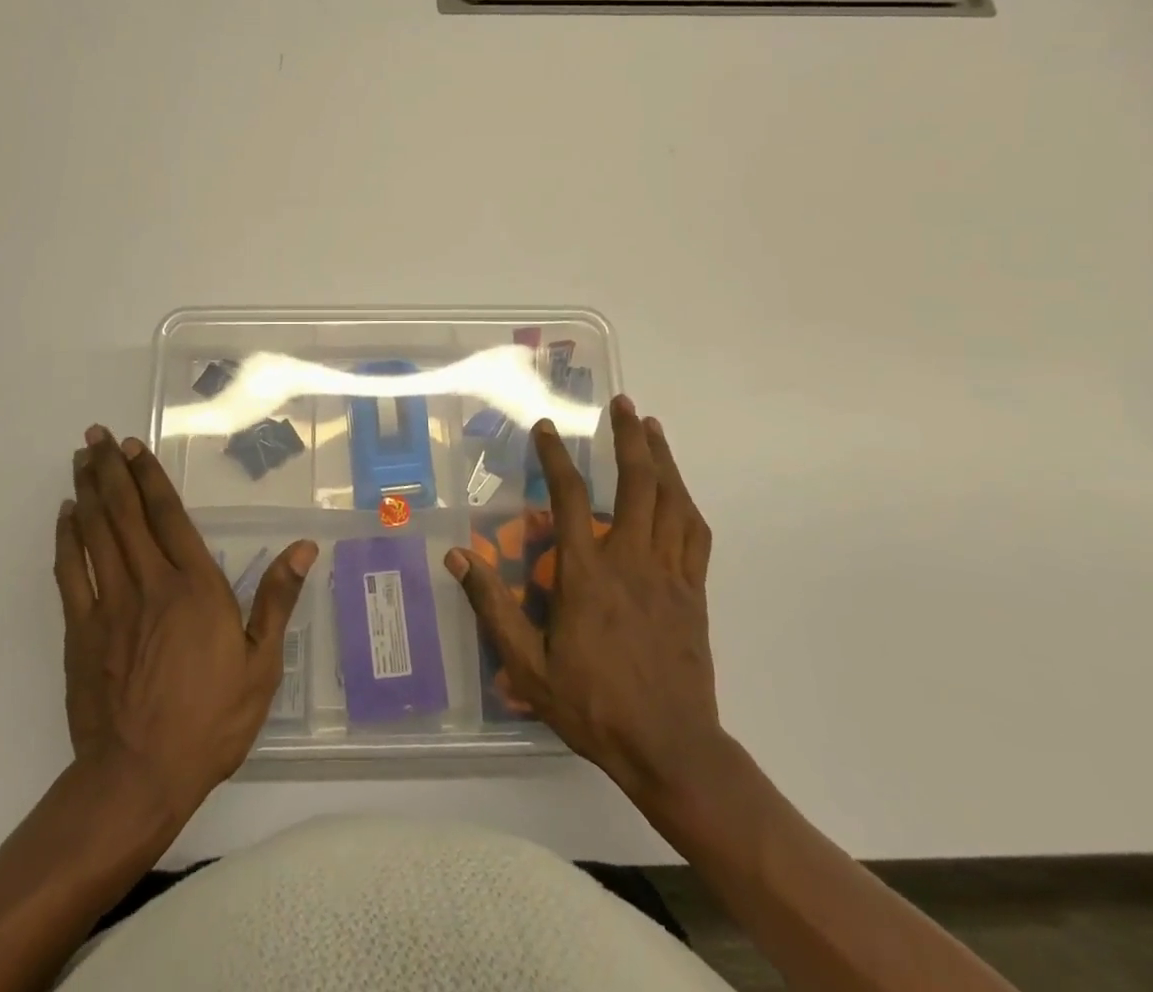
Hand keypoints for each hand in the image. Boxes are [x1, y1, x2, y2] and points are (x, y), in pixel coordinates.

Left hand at [55, 426, 315, 821]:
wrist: (138, 778)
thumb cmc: (210, 720)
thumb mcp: (261, 665)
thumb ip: (277, 599)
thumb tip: (303, 547)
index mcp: (195, 587)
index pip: (169, 516)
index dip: (150, 478)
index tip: (134, 447)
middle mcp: (150, 584)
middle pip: (126, 514)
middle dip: (111, 470)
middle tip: (96, 435)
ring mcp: (109, 605)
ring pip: (95, 533)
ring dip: (87, 492)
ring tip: (81, 458)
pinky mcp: (80, 631)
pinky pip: (70, 573)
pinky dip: (66, 539)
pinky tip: (65, 516)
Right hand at [446, 397, 727, 823]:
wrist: (671, 748)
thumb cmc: (593, 705)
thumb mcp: (528, 666)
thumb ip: (492, 607)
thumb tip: (457, 556)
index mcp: (587, 573)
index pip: (568, 497)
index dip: (555, 456)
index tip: (547, 428)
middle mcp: (630, 559)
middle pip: (637, 483)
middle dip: (629, 437)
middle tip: (622, 404)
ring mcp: (669, 573)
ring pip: (671, 500)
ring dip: (662, 458)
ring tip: (651, 427)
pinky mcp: (694, 592)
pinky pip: (695, 534)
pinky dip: (686, 502)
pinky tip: (679, 489)